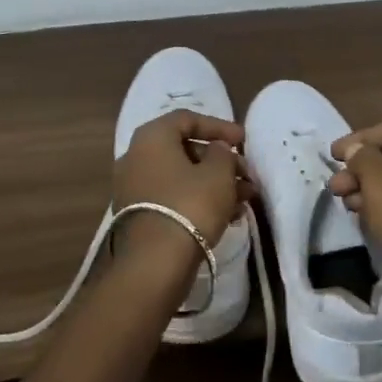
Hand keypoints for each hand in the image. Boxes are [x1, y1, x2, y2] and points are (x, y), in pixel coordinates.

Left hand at [112, 110, 248, 275]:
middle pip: (185, 150)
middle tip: (246, 173)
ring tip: (245, 198)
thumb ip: (223, 153)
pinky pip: (174, 197)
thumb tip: (217, 150)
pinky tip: (229, 215)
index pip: (187, 119)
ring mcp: (134, 188)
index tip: (243, 140)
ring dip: (215, 183)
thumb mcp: (218, 173)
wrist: (155, 263)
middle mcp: (136, 157)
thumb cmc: (190, 205)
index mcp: (152, 137)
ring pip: (182, 176)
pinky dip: (199, 200)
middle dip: (220, 160)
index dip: (219, 126)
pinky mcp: (140, 215)